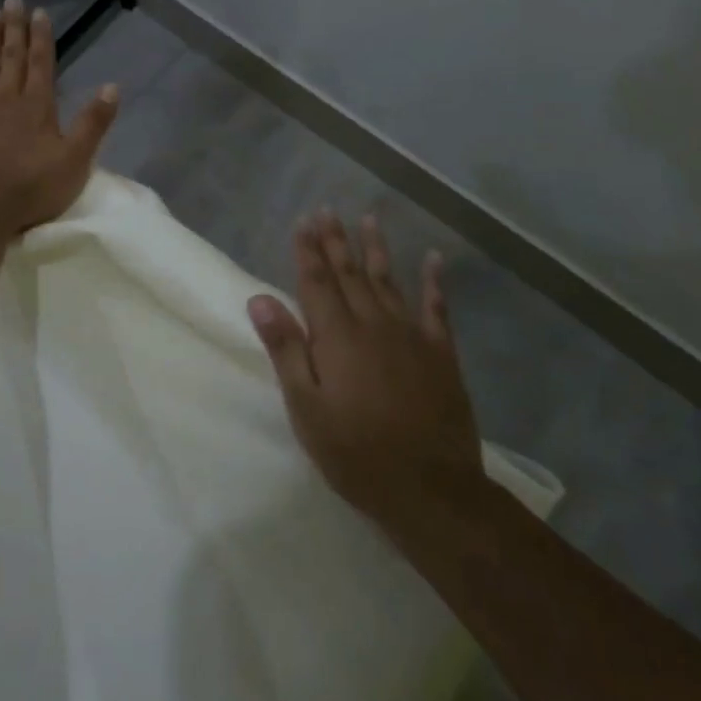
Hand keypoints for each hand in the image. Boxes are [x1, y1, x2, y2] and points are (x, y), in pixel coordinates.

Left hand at [0, 0, 119, 234]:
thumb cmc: (30, 187)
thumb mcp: (75, 160)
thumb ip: (93, 123)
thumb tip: (112, 86)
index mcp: (38, 105)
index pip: (42, 63)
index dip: (41, 37)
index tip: (38, 12)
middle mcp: (7, 96)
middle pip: (11, 55)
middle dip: (13, 27)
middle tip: (11, 0)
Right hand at [248, 211, 487, 532]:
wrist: (431, 490)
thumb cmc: (355, 453)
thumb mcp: (306, 408)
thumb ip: (285, 350)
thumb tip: (260, 299)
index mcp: (337, 337)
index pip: (315, 282)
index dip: (307, 251)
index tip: (303, 221)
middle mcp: (373, 324)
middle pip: (350, 274)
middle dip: (336, 241)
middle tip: (327, 210)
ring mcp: (411, 336)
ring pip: (388, 281)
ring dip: (376, 248)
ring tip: (369, 218)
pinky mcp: (441, 354)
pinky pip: (437, 308)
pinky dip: (435, 282)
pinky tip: (434, 258)